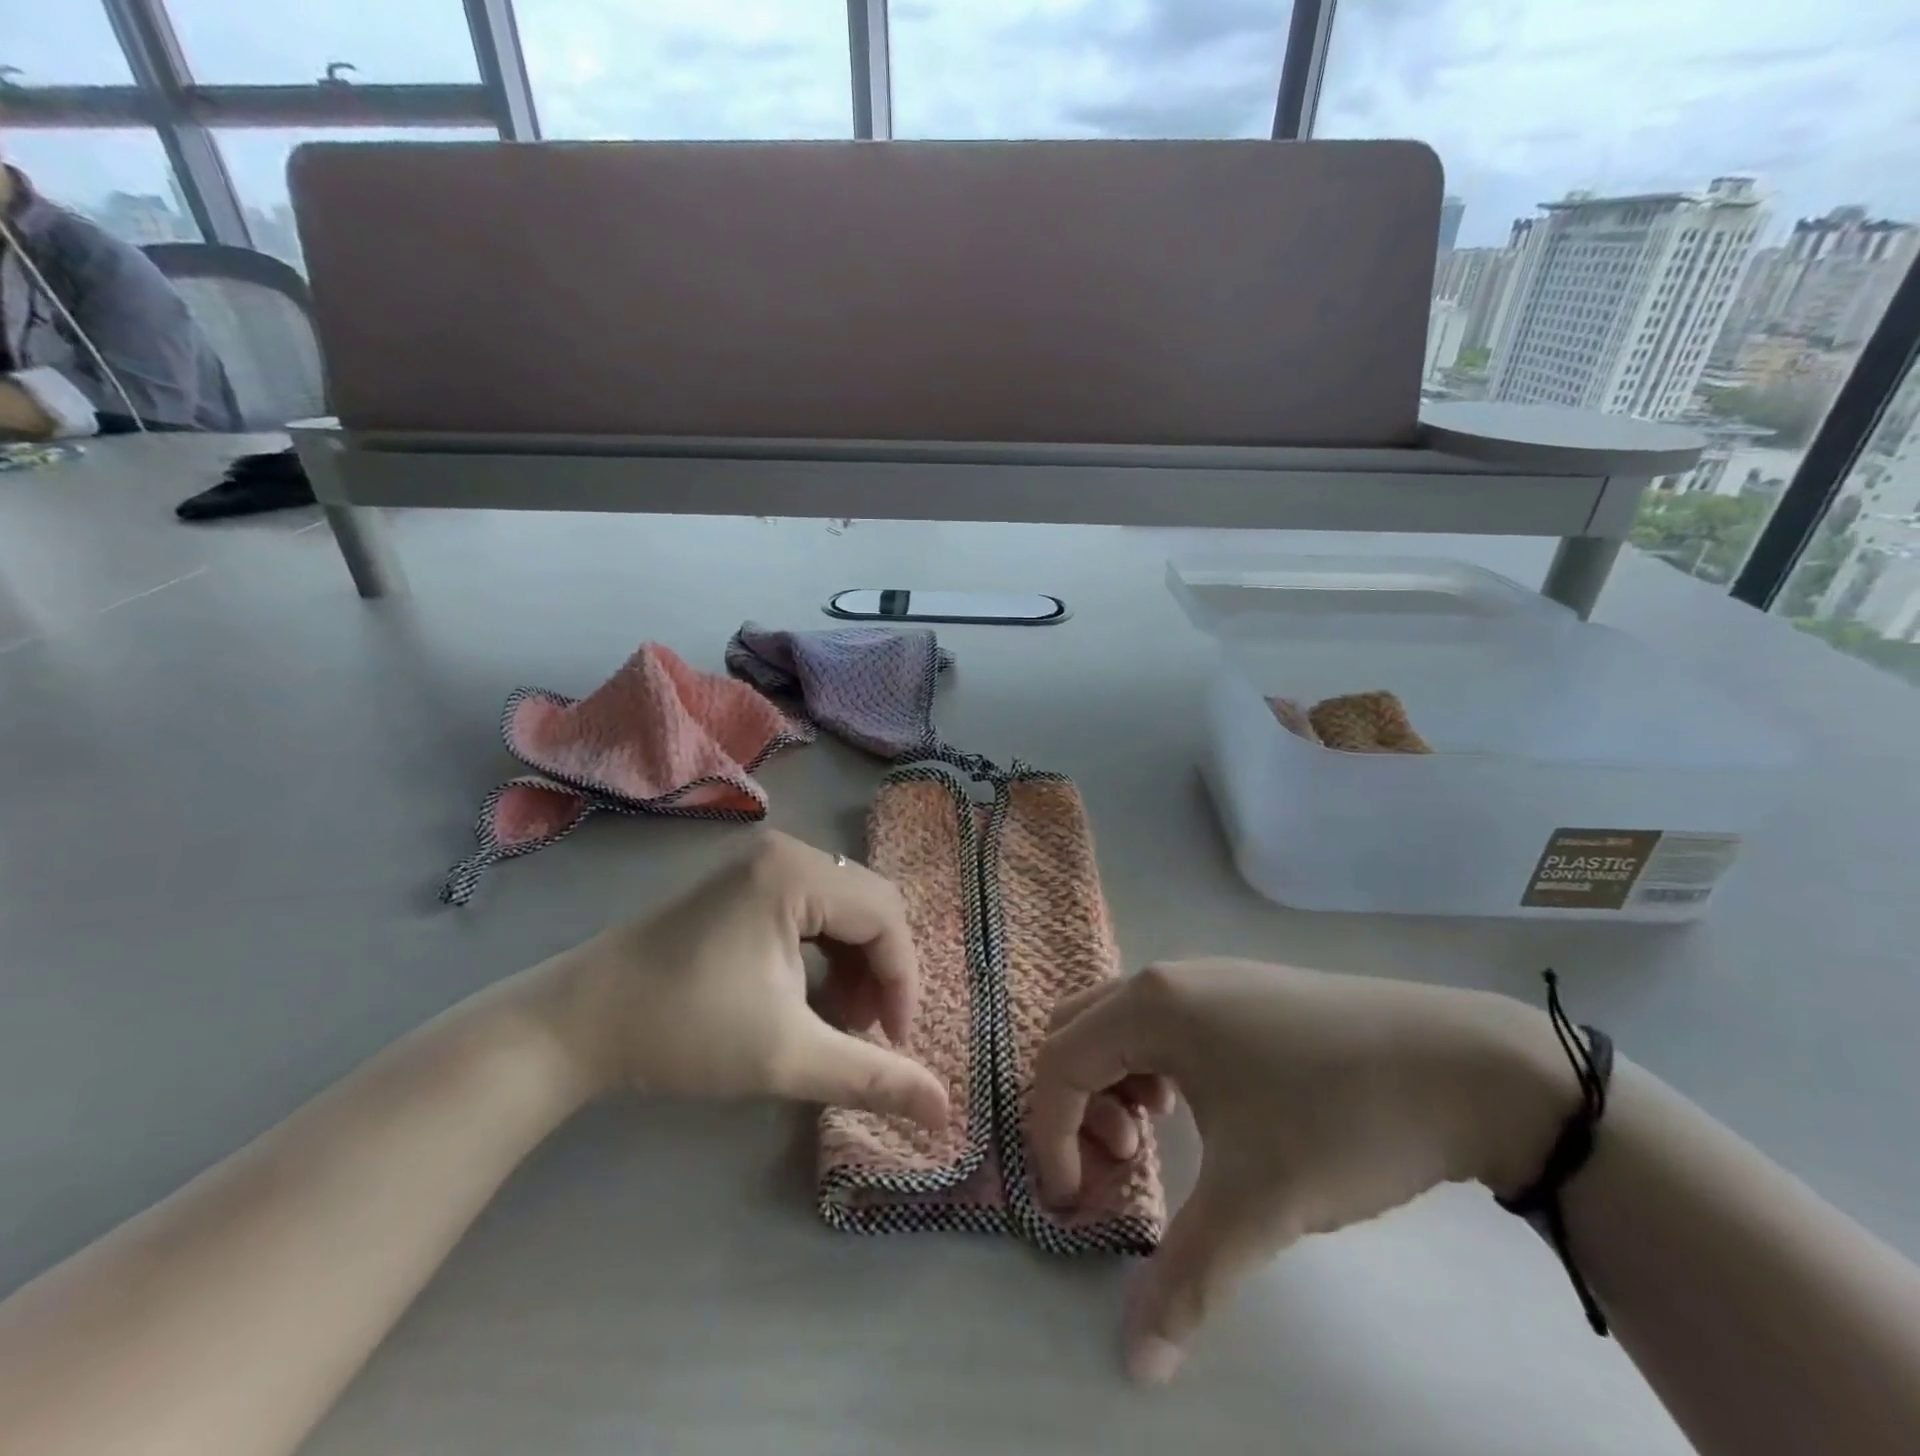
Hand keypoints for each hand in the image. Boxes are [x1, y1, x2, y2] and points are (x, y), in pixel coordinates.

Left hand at [539, 832, 949, 1127]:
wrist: (578, 1022)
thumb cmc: (685, 1030)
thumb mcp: (787, 1057)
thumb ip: (871, 1079)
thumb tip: (946, 1114)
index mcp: (797, 874)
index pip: (886, 918)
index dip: (902, 982)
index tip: (893, 1045)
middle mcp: (787, 852)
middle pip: (870, 906)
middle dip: (880, 972)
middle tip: (867, 1032)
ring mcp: (764, 863)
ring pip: (845, 908)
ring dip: (855, 964)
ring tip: (838, 1020)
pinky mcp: (747, 882)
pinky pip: (814, 909)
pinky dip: (825, 954)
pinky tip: (809, 996)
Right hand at [1031, 959, 1574, 1383]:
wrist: (1464, 1066)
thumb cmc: (1340, 1119)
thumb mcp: (1259, 1201)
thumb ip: (1186, 1279)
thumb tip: (1137, 1364)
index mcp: (1152, 1006)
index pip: (1060, 1063)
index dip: (1050, 1137)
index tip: (1078, 1206)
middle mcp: (1166, 977)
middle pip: (1075, 1030)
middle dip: (1075, 1102)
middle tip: (1120, 1163)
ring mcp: (1206, 975)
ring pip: (1116, 1019)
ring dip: (1111, 1080)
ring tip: (1153, 1134)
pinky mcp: (1240, 988)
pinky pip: (1159, 1018)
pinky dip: (1148, 1062)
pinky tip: (1195, 1105)